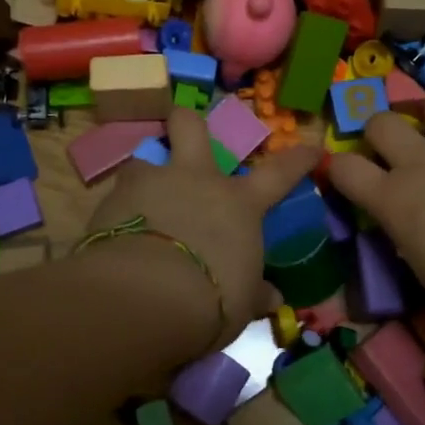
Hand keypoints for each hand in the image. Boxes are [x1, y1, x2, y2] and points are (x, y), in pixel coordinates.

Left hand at [83, 108, 320, 353]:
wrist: (146, 296)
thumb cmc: (211, 300)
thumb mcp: (240, 303)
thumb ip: (254, 293)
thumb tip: (273, 297)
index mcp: (237, 203)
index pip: (279, 174)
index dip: (298, 160)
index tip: (312, 148)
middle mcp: (195, 179)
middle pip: (191, 126)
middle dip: (187, 121)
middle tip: (184, 130)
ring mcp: (151, 183)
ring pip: (144, 156)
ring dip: (145, 173)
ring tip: (141, 196)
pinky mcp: (112, 199)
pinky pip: (117, 194)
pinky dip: (119, 209)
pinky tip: (115, 230)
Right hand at [325, 94, 424, 338]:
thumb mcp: (424, 267)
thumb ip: (408, 231)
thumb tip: (410, 221)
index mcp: (393, 199)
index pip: (343, 167)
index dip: (338, 168)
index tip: (347, 177)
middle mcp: (422, 162)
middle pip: (381, 121)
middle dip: (380, 131)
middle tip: (394, 149)